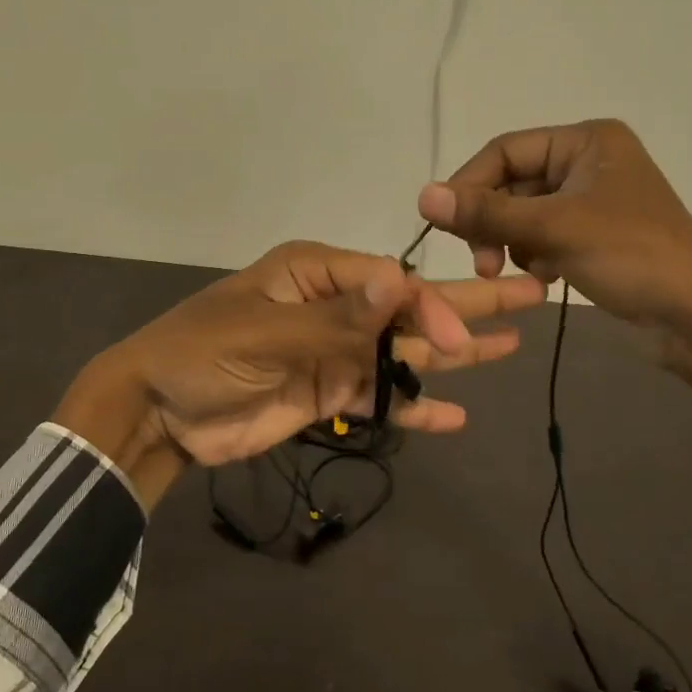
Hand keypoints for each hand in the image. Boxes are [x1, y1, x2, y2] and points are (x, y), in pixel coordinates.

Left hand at [54, 241, 544, 507]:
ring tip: (511, 345)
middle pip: (412, 307)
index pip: (391, 285)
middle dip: (469, 304)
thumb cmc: (202, 353)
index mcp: (319, 274)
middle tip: (533, 293)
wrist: (158, 413)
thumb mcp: (266, 329)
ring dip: (456, 353)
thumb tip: (402, 281)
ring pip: (407, 353)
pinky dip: (417, 409)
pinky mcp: (332, 394)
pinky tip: (457, 416)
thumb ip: (338, 316)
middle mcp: (337, 307)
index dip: (429, 307)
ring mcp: (338, 352)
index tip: (455, 338)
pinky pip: (384, 399)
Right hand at [419, 120, 691, 478]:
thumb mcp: (554, 229)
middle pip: (513, 183)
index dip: (470, 184)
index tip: (445, 224)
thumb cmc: (631, 256)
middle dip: (492, 222)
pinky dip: (533, 255)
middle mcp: (588, 161)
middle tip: (482, 263)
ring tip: (510, 272)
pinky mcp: (594, 235)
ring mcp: (592, 200)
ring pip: (524, 213)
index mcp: (587, 140)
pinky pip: (543, 235)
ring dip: (510, 242)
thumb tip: (422, 195)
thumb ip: (486, 212)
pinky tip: (544, 278)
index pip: (506, 150)